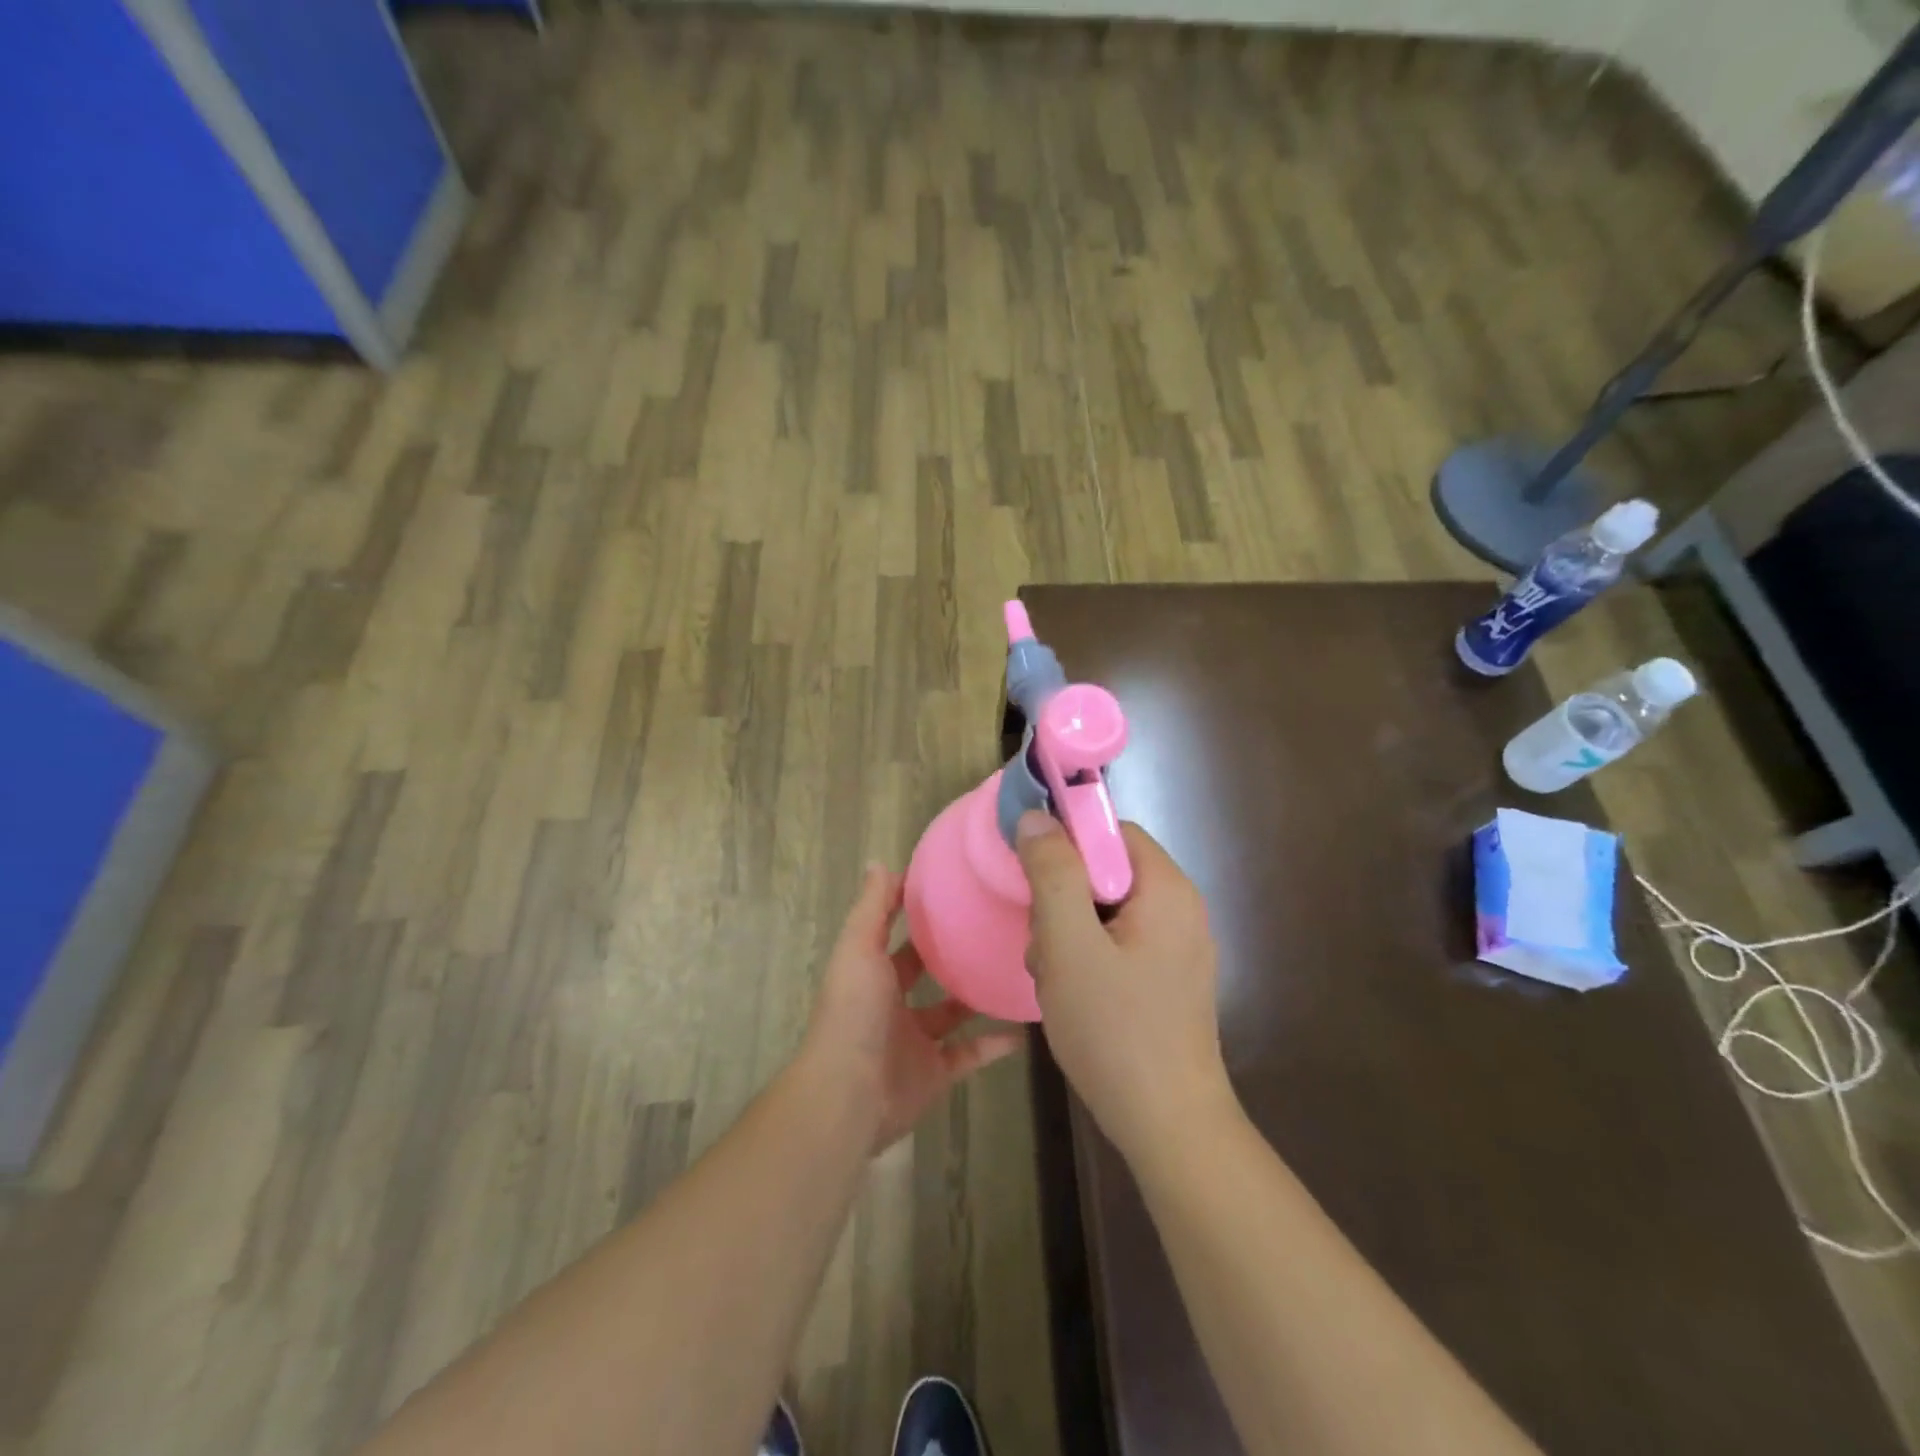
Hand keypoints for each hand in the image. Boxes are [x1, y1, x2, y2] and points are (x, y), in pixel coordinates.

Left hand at [804, 864, 1024, 1152]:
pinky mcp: (936, 1072)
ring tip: (1014, 969)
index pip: (896, 935)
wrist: (848, 1096)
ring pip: (952, 1012)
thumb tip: (879, 862)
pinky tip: (1024, 1028)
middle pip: (925, 972)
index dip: (916, 912)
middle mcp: (892, 1004)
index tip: (953, 888)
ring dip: (977, 996)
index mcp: (872, 972)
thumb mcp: (858, 949)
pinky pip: (970, 1054)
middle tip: (993, 926)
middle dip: (951, 952)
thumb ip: (872, 909)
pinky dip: (995, 1044)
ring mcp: (915, 1040)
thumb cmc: (853, 1013)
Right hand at [1016, 813, 1235, 1162]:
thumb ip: (1053, 874)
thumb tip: (1037, 818)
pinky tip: (1072, 996)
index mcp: (1167, 889)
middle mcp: (1180, 909)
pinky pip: (1116, 944)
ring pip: (1105, 911)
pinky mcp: (1166, 980)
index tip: (1032, 876)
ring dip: (1069, 934)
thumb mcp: (1069, 945)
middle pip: (1106, 872)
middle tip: (1045, 942)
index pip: (1111, 831)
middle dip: (1063, 899)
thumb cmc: (1116, 1030)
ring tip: (1055, 978)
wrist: (1169, 1127)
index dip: (1066, 841)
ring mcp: (1177, 948)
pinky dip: (1087, 959)